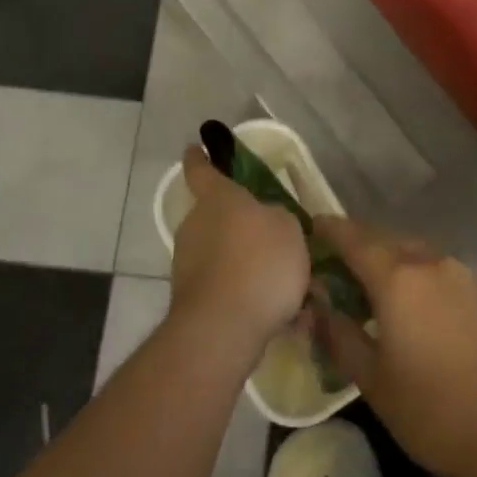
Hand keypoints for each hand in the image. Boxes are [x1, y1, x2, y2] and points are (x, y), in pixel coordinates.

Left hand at [168, 145, 312, 355]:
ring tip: (286, 287)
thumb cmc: (259, 263)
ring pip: (223, 254)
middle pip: (217, 217)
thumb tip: (267, 223)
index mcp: (218, 199)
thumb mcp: (289, 228)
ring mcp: (188, 263)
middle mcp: (196, 225)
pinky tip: (277, 315)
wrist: (222, 328)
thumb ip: (278, 218)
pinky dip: (246, 294)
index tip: (194, 147)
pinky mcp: (191, 298)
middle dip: (241, 226)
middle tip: (274, 239)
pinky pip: (225, 287)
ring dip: (247, 264)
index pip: (202, 170)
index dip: (199, 158)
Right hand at [312, 218, 476, 476]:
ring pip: (415, 251)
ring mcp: (463, 274)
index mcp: (398, 278)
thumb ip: (340, 335)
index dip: (330, 229)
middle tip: (334, 260)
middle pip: (386, 239)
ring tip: (369, 282)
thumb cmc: (434, 411)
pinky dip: (415, 272)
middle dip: (358, 243)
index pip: (354, 238)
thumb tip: (317, 304)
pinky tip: (410, 302)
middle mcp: (431, 262)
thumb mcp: (373, 381)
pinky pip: (437, 268)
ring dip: (388, 257)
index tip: (310, 226)